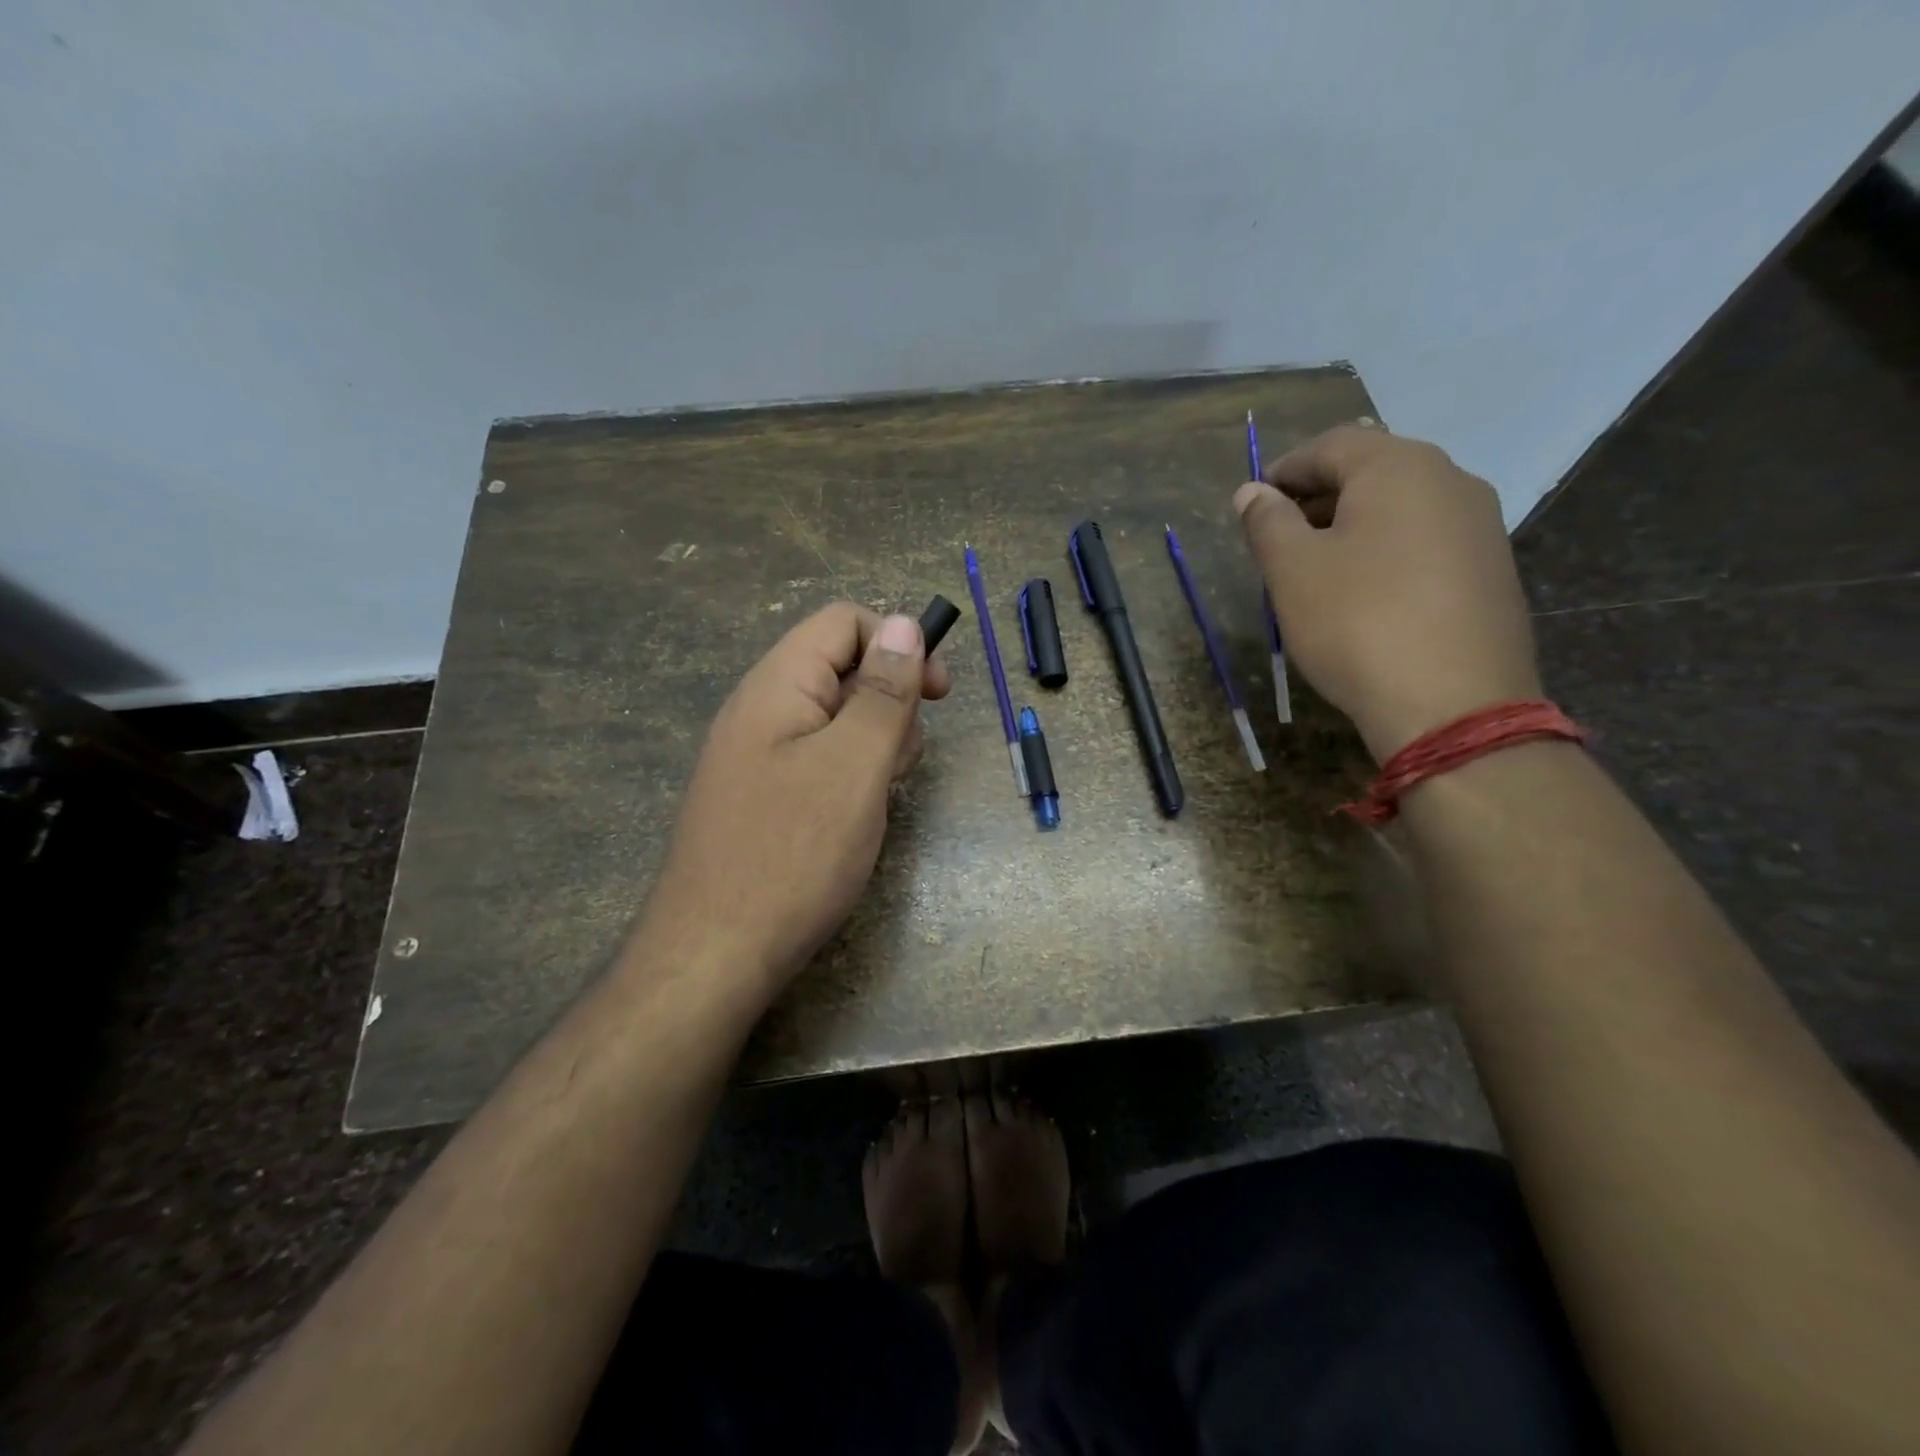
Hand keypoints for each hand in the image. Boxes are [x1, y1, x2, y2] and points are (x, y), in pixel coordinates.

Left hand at [635, 603, 950, 1005]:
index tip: (938, 695)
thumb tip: (902, 623)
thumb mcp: (854, 765)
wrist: (713, 956)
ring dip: (872, 746)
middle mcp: (761, 709)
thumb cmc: (793, 854)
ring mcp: (757, 755)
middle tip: (896, 764)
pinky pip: (818, 760)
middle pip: (842, 669)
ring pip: (835, 719)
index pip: (844, 622)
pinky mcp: (761, 795)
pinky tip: (851, 821)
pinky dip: (848, 777)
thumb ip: (883, 691)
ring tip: (874, 799)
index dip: (898, 644)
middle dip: (888, 705)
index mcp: (777, 685)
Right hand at [1235, 424, 1541, 760]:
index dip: (1285, 470)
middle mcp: (1450, 479)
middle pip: (1371, 470)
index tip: (1254, 504)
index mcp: (1399, 467)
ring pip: (1401, 506)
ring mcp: (1480, 524)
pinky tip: (1364, 592)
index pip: (1331, 445)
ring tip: (1315, 567)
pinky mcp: (1492, 568)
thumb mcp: (1292, 571)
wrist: (1453, 704)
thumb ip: (1267, 522)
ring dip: (1351, 524)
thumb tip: (1252, 492)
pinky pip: (1426, 540)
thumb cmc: (1357, 623)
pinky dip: (1386, 550)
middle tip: (1278, 537)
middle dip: (1317, 497)